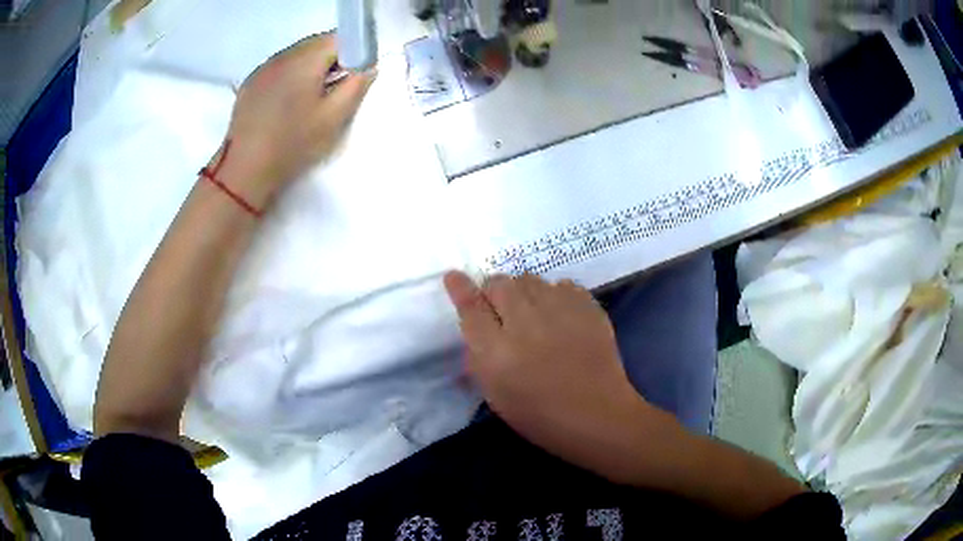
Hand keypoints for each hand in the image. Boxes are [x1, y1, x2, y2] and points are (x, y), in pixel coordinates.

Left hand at [212, 32, 374, 208]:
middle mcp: (282, 55)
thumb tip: (368, 66)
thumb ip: (357, 85)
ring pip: (297, 54)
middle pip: (316, 43)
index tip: (354, 74)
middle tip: (335, 88)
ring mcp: (263, 68)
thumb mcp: (334, 117)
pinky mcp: (250, 83)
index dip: (353, 51)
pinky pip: (279, 67)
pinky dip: (290, 75)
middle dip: (332, 58)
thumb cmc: (293, 143)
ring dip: (310, 67)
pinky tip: (288, 101)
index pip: (338, 37)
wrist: (245, 170)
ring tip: (310, 97)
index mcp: (305, 59)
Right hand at [444, 271, 664, 481]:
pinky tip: (560, 316)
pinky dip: (555, 295)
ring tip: (534, 314)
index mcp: (497, 353)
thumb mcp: (495, 394)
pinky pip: (561, 284)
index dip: (460, 288)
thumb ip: (479, 356)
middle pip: (499, 283)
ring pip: (530, 279)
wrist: (598, 416)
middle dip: (494, 291)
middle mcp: (525, 325)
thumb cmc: (541, 416)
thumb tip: (475, 322)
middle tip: (502, 309)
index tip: (454, 276)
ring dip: (524, 291)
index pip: (471, 306)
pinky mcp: (588, 307)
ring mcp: (560, 312)